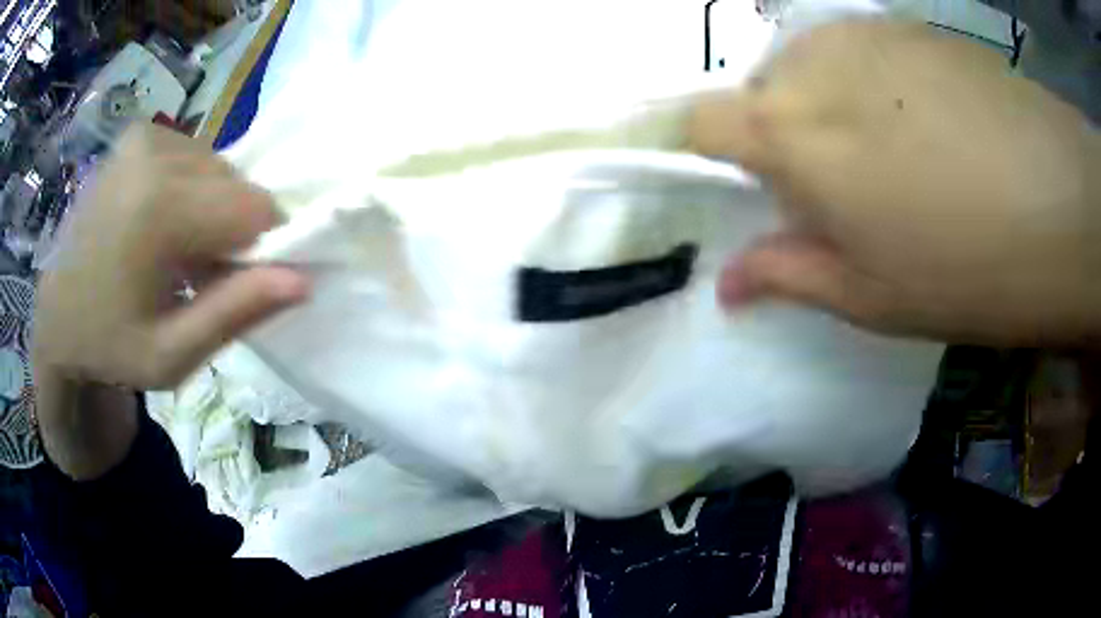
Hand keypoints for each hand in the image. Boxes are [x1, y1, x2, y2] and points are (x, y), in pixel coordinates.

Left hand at [34, 125, 308, 390]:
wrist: (57, 315)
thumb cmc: (110, 346)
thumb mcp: (171, 357)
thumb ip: (234, 314)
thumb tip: (303, 279)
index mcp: (159, 208)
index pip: (256, 208)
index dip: (259, 249)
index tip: (229, 284)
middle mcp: (155, 155)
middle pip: (238, 185)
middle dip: (231, 231)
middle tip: (195, 275)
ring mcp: (145, 138)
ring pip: (219, 169)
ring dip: (211, 211)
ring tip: (174, 252)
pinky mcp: (138, 135)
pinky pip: (195, 157)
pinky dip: (191, 190)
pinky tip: (160, 223)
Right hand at [691, 20, 1100, 346]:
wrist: (1061, 201)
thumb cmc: (965, 266)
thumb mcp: (871, 296)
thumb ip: (787, 274)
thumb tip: (726, 284)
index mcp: (790, 135)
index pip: (700, 121)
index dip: (706, 149)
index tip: (742, 182)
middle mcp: (810, 65)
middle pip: (759, 92)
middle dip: (782, 136)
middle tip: (844, 187)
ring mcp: (861, 35)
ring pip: (809, 65)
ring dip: (828, 105)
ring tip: (895, 153)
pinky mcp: (906, 26)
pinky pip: (858, 49)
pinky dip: (869, 81)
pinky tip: (927, 119)